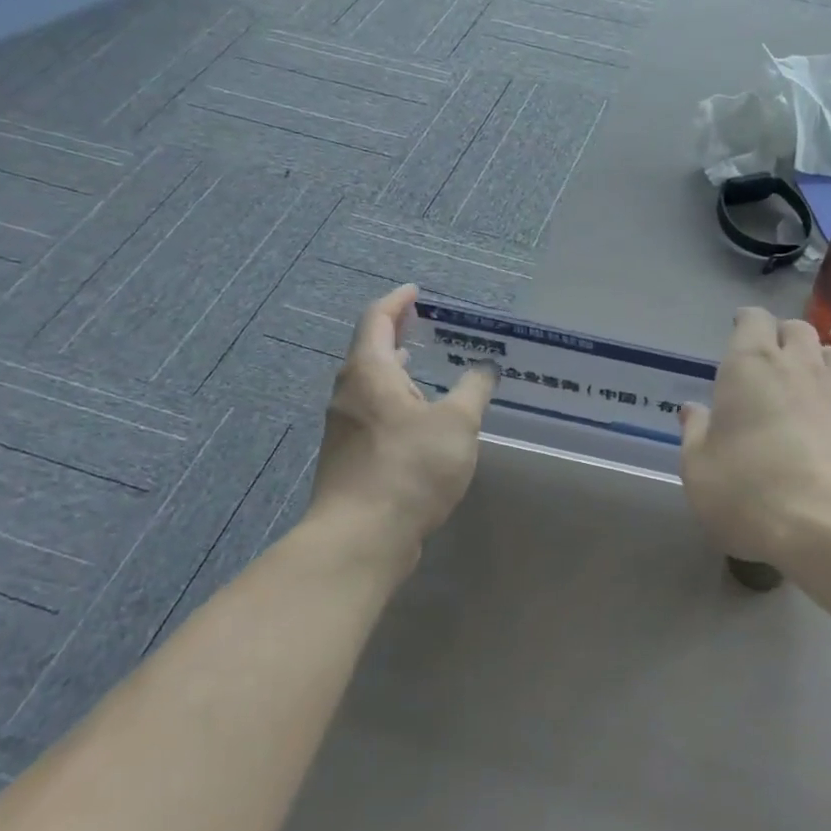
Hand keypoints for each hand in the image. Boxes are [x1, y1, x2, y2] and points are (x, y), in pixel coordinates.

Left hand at [305, 284, 495, 564]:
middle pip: (371, 350)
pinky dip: (397, 400)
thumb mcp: (456, 423)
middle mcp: (349, 393)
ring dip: (398, 370)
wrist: (361, 539)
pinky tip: (422, 419)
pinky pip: (375, 413)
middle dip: (398, 334)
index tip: (417, 292)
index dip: (398, 301)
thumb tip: (485, 367)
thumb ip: (473, 389)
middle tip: (428, 326)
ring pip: (372, 385)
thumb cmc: (408, 468)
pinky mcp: (350, 458)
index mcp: (370, 372)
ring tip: (429, 367)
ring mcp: (345, 428)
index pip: (378, 319)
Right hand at [678, 309, 830, 565]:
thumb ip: (695, 433)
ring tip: (808, 384)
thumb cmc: (749, 491)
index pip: (753, 320)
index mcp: (751, 365)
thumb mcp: (699, 469)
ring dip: (820, 361)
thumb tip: (693, 410)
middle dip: (783, 337)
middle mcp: (799, 365)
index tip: (739, 332)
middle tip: (771, 361)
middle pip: (797, 329)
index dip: (746, 323)